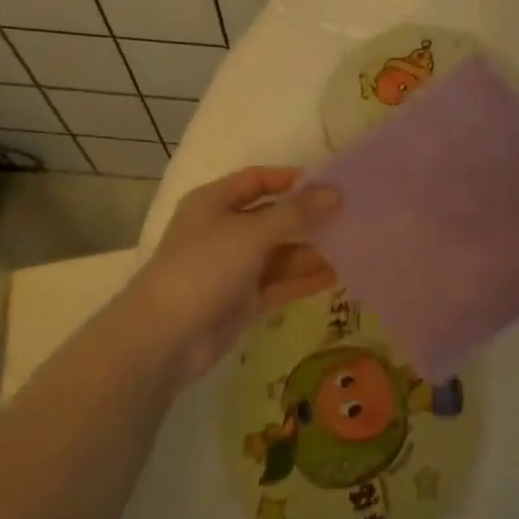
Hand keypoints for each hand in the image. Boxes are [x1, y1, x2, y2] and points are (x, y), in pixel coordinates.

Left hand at [121, 167, 339, 383]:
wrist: (166, 338)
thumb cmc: (204, 268)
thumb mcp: (252, 233)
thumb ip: (295, 213)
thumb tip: (335, 193)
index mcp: (215, 203)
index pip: (257, 180)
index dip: (291, 180)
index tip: (329, 184)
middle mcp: (224, 230)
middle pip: (272, 217)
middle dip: (308, 218)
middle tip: (351, 217)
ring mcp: (233, 267)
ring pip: (279, 253)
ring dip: (311, 251)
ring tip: (352, 247)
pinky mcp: (242, 300)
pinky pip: (278, 283)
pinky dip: (303, 279)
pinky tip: (336, 275)